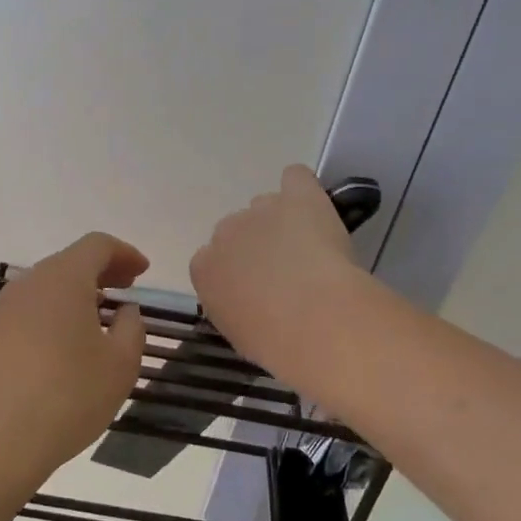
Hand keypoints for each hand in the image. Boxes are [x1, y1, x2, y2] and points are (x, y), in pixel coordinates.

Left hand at [0, 233, 148, 481]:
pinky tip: (65, 345)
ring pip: (46, 287)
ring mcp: (2, 310)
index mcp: (63, 279)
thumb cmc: (68, 397)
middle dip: (102, 271)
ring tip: (99, 318)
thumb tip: (125, 311)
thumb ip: (132, 328)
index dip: (125, 253)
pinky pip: (29, 311)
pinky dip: (54, 314)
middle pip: (69, 262)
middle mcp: (28, 284)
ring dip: (76, 294)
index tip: (143, 272)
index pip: (97, 245)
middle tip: (127, 290)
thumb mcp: (121, 365)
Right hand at [190, 165, 367, 385]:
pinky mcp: (297, 195)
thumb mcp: (239, 333)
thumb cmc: (276, 342)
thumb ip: (233, 307)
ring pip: (267, 206)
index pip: (211, 260)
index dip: (235, 272)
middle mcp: (225, 232)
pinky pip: (295, 178)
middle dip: (256, 244)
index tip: (255, 289)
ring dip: (282, 221)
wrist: (316, 321)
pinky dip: (303, 189)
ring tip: (310, 249)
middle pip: (237, 230)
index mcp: (204, 270)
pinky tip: (314, 207)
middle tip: (285, 272)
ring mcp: (261, 210)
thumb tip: (248, 301)